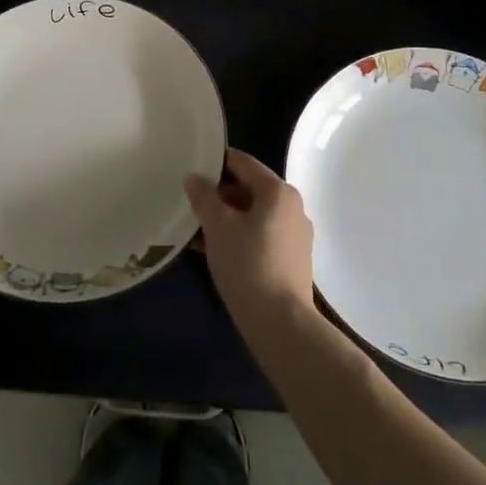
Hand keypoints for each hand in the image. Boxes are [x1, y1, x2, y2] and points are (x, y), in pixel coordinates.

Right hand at [185, 147, 316, 333]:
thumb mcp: (218, 226)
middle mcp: (292, 207)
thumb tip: (194, 178)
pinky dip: (238, 236)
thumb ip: (204, 197)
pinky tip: (213, 251)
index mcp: (278, 191)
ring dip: (226, 219)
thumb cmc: (247, 264)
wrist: (281, 324)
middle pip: (249, 188)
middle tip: (190, 204)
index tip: (192, 166)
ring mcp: (295, 235)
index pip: (243, 162)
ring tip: (196, 231)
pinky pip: (260, 236)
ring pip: (253, 215)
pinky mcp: (292, 260)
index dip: (217, 161)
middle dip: (219, 195)